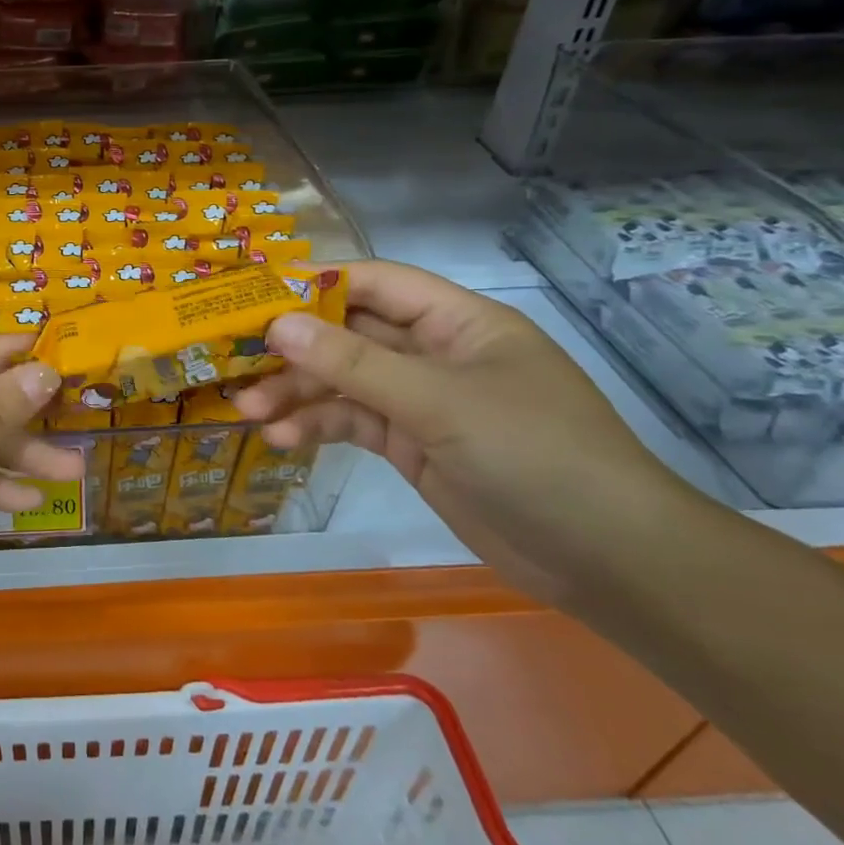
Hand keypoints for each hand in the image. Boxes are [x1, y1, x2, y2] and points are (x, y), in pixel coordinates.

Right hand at [233, 260, 701, 605]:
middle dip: (295, 349)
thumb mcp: (438, 401)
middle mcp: (434, 354)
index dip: (316, 284)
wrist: (606, 560)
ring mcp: (421, 402)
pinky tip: (284, 440)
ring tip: (250, 412)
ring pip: (343, 382)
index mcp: (457, 322)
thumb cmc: (534, 454)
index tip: (255, 296)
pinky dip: (318, 427)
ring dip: (297, 393)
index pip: (375, 284)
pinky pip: (352, 423)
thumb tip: (277, 325)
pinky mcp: (411, 445)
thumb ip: (354, 363)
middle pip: (349, 334)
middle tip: (237, 362)